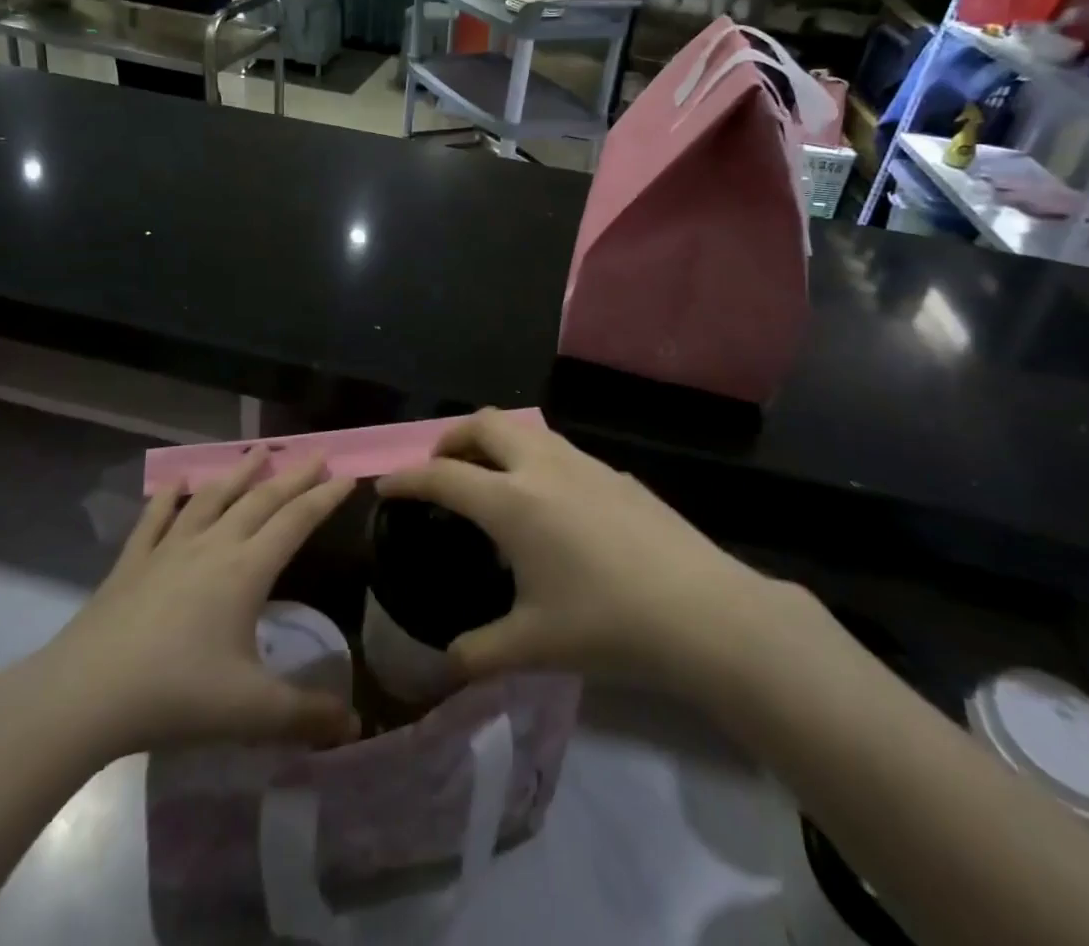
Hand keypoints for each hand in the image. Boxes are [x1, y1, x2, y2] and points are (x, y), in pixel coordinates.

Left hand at [9, 451, 358, 763]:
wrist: (83, 696)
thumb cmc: (175, 695)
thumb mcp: (250, 712)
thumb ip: (306, 716)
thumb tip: (355, 726)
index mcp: (247, 570)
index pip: (297, 521)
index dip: (325, 497)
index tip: (347, 475)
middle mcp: (213, 546)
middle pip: (261, 499)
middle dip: (294, 475)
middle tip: (317, 452)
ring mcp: (169, 550)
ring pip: (212, 498)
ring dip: (239, 472)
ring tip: (258, 450)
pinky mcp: (132, 563)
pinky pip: (154, 520)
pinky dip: (167, 498)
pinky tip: (174, 483)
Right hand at [378, 410, 775, 692]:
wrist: (702, 610)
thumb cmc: (607, 624)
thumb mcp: (534, 646)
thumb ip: (478, 654)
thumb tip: (446, 664)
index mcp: (512, 502)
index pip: (443, 475)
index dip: (407, 478)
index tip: (386, 487)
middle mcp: (542, 467)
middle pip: (484, 423)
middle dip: (451, 438)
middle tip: (440, 470)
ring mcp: (583, 462)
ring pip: (524, 428)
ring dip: (494, 441)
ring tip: (488, 479)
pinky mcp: (614, 471)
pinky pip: (556, 448)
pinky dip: (530, 456)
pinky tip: (546, 502)